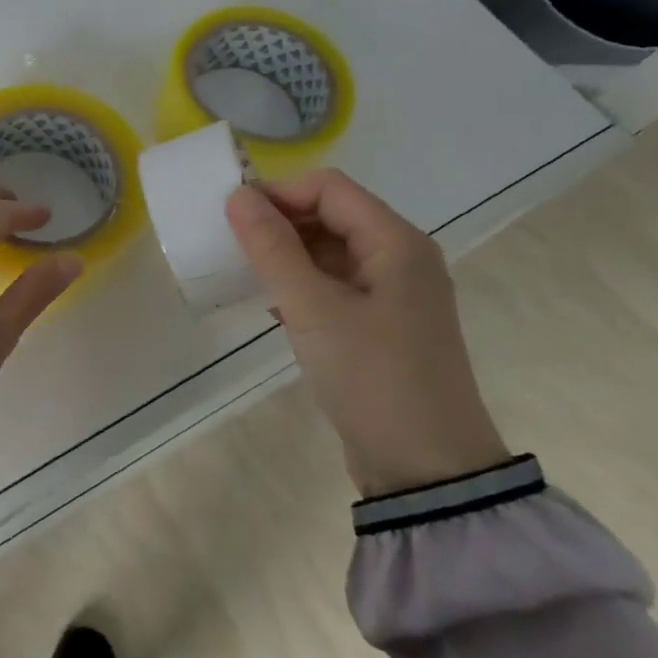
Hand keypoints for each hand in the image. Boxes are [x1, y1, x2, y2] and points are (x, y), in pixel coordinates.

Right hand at [225, 170, 509, 495]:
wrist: (427, 469)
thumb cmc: (371, 377)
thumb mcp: (312, 309)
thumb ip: (273, 248)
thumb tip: (238, 196)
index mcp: (396, 242)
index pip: (329, 188)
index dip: (278, 192)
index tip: (231, 216)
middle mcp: (400, 258)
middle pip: (331, 215)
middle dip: (280, 223)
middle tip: (232, 246)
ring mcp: (394, 293)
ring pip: (331, 251)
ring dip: (287, 255)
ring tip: (246, 274)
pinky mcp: (383, 325)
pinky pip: (335, 285)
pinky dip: (301, 285)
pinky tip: (273, 305)